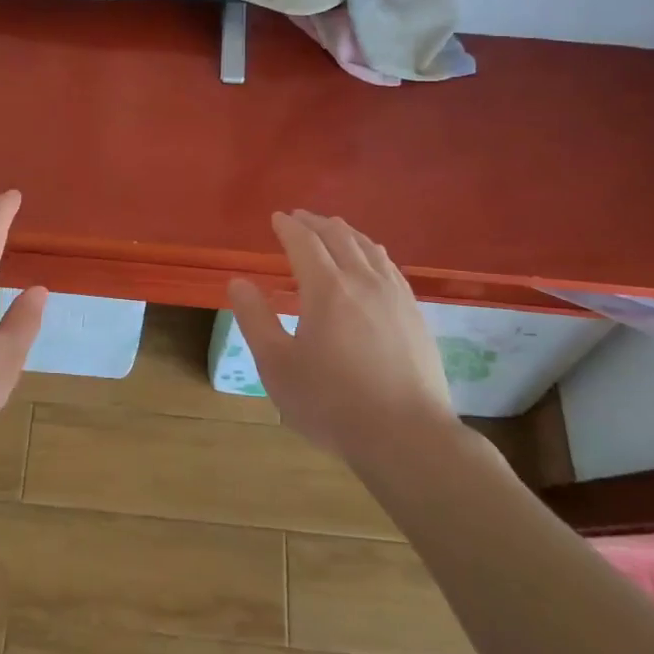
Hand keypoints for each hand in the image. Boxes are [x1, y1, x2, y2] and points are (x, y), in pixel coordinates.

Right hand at [228, 210, 454, 461]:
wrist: (407, 436)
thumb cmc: (331, 403)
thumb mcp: (277, 365)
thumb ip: (255, 319)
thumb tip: (238, 282)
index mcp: (326, 288)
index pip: (304, 242)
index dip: (288, 227)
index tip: (277, 218)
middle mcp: (363, 280)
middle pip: (339, 236)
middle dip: (316, 222)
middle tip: (300, 217)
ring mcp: (395, 296)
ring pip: (369, 248)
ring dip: (346, 232)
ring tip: (334, 229)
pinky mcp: (415, 314)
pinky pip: (390, 267)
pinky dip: (372, 251)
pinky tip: (372, 261)